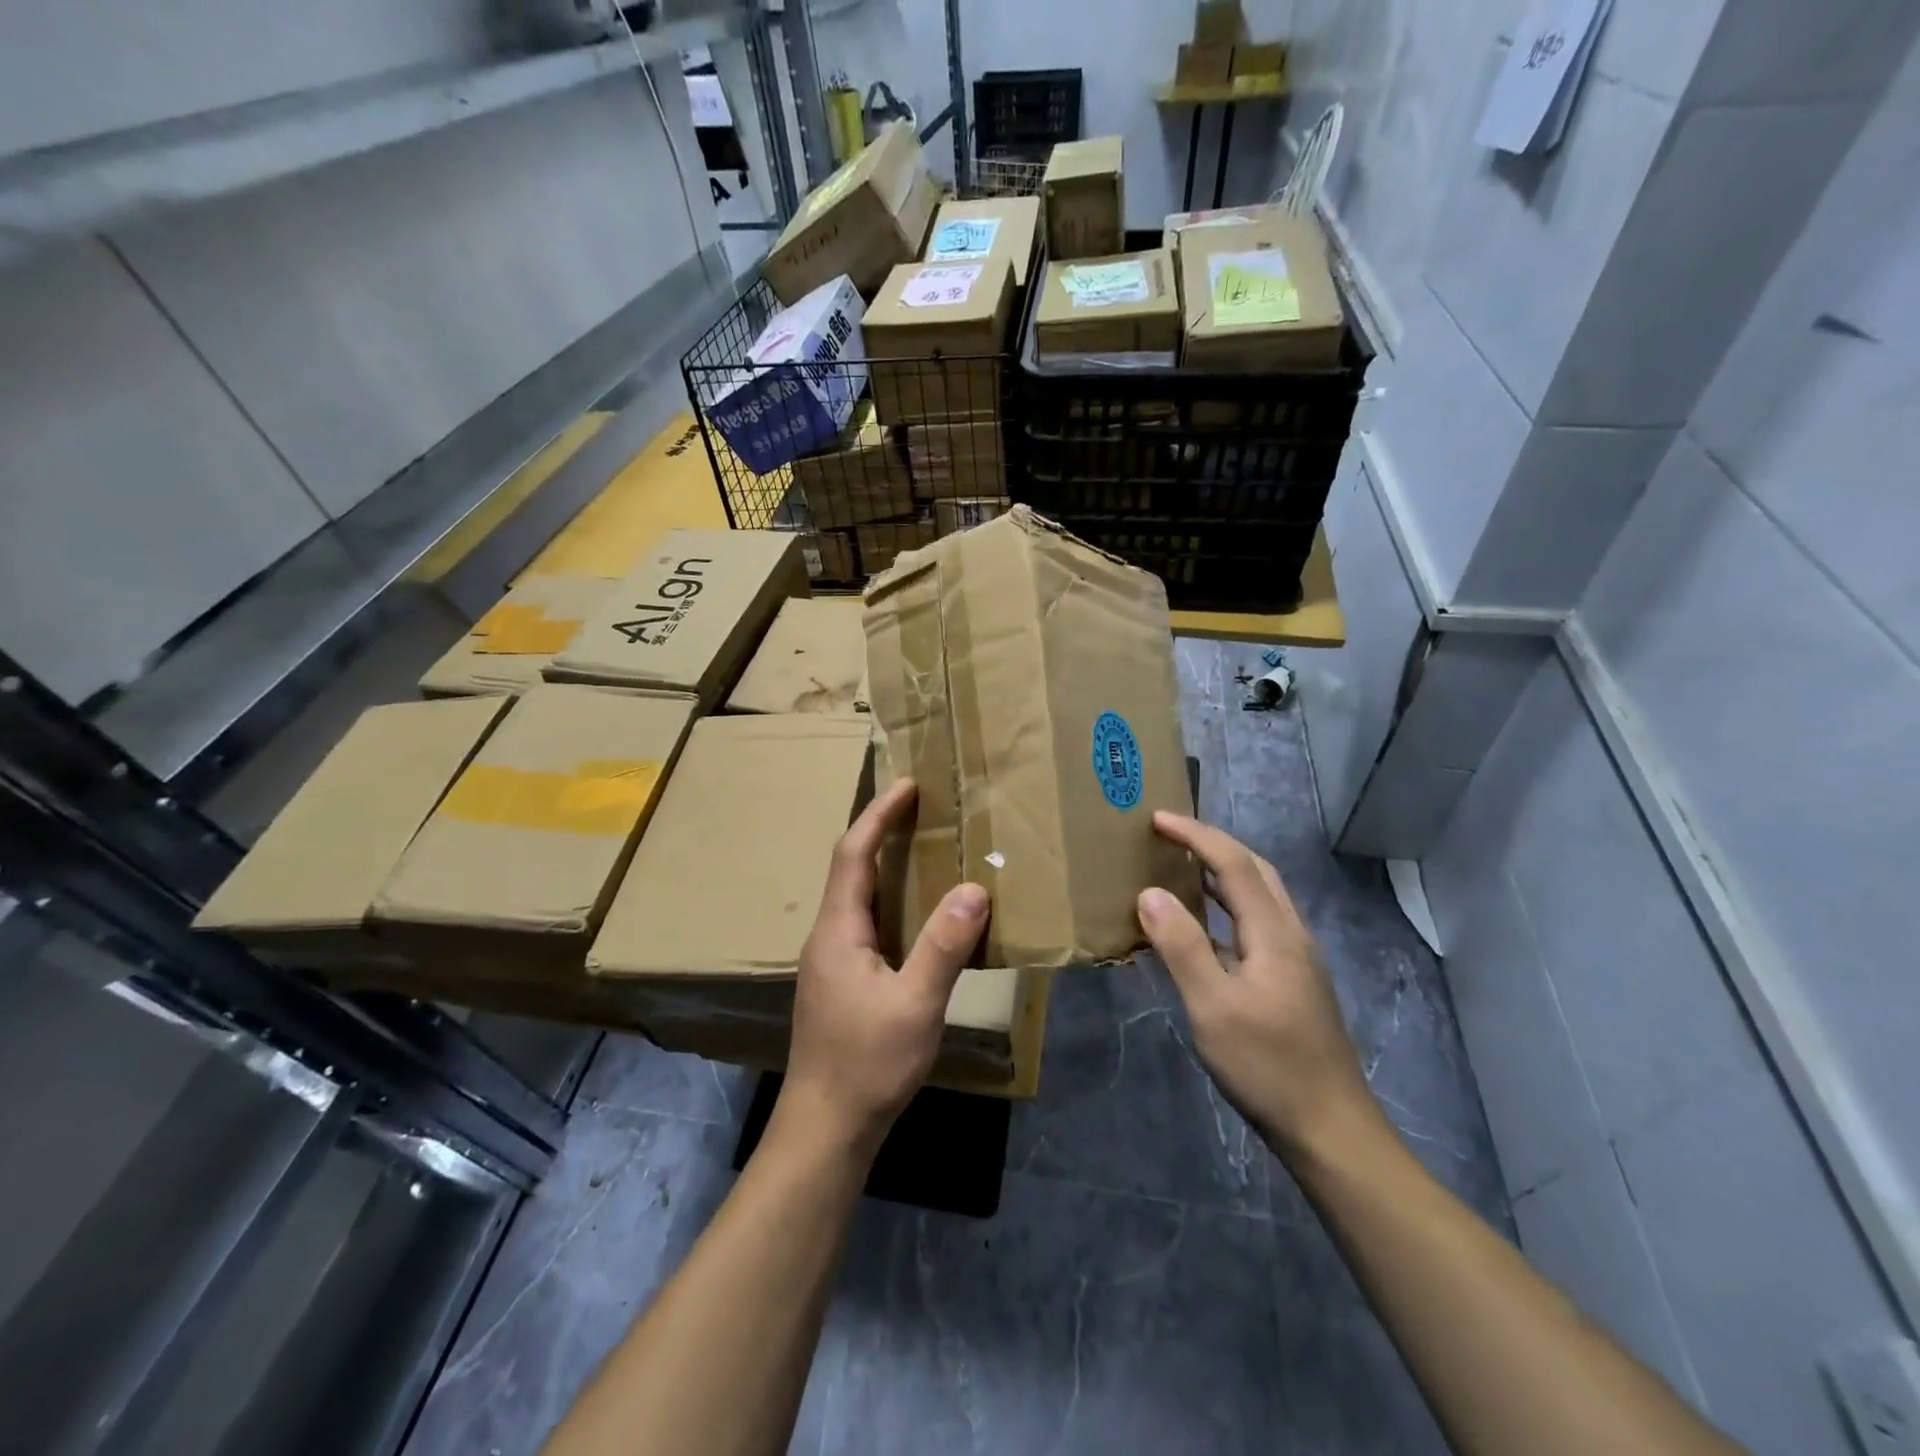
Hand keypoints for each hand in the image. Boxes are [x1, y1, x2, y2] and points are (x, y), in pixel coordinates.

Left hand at [782, 778, 987, 1152]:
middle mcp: (828, 936)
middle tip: (925, 810)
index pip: (853, 854)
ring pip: (859, 897)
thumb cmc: (867, 1064)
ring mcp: (832, 960)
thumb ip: (943, 946)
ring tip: (928, 850)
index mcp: (838, 930)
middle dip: (883, 832)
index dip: (878, 815)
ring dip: (888, 866)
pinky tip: (920, 914)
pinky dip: (892, 900)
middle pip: (852, 868)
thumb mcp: (915, 1005)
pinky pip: (867, 922)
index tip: (908, 786)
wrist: (826, 1127)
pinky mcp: (842, 981)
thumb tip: (974, 888)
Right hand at [1136, 812, 1382, 1159]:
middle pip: (1256, 870)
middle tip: (1171, 836)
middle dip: (1214, 844)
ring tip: (1183, 868)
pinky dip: (1229, 906)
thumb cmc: (1267, 1065)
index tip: (1157, 819)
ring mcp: (1297, 960)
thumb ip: (1181, 946)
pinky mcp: (1294, 982)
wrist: (1331, 1129)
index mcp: (1274, 932)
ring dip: (1224, 872)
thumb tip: (1149, 893)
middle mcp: (1291, 935)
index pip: (1234, 863)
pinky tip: (1206, 928)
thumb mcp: (1212, 1007)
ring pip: (1261, 896)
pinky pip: (1258, 922)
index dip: (1196, 835)